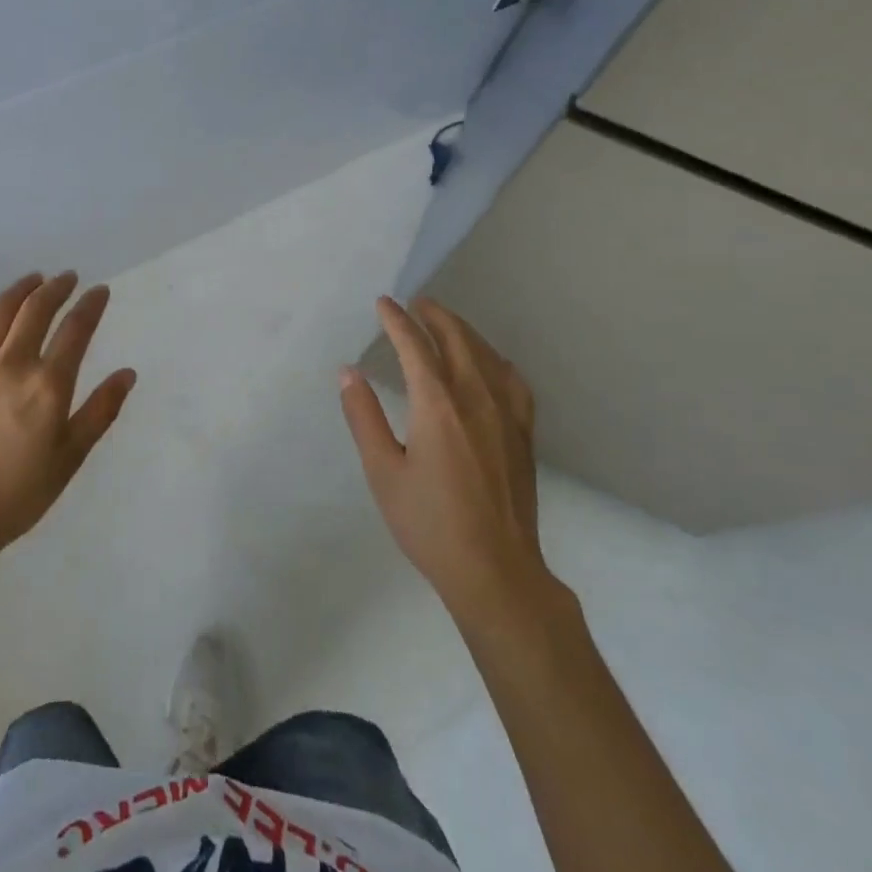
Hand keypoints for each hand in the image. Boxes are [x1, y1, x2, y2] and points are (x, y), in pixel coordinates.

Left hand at [0, 272, 135, 559]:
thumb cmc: (17, 494)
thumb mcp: (70, 457)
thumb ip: (100, 411)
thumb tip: (127, 374)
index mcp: (48, 385)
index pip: (76, 329)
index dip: (91, 305)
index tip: (100, 291)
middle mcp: (11, 364)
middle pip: (36, 309)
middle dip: (56, 287)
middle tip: (67, 278)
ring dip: (20, 289)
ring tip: (34, 280)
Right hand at [339, 295, 562, 631]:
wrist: (495, 570)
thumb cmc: (429, 523)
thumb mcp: (382, 472)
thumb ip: (364, 417)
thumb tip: (348, 372)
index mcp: (437, 404)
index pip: (414, 345)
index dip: (396, 320)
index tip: (383, 303)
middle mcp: (475, 397)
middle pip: (456, 339)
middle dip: (434, 315)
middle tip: (416, 302)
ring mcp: (506, 414)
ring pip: (486, 354)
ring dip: (463, 331)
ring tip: (445, 322)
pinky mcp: (523, 433)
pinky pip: (513, 381)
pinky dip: (496, 360)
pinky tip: (491, 363)